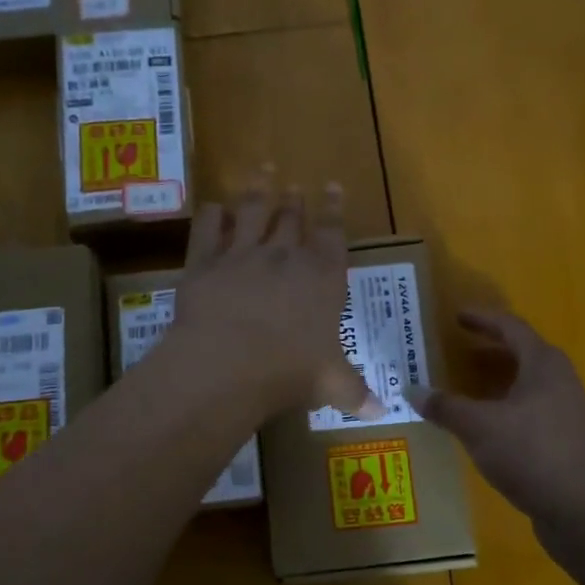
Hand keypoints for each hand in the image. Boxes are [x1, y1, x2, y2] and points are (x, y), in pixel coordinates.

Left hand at [170, 170, 384, 419]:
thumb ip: (355, 393)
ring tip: (263, 171)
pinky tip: (214, 206)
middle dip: (295, 199)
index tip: (333, 186)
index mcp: (322, 277)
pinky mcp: (204, 263)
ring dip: (258, 190)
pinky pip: (208, 229)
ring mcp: (242, 254)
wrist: (228, 362)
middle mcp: (284, 256)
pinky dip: (212, 215)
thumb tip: (381, 413)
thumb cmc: (290, 371)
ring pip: (252, 211)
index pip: (332, 234)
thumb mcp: (331, 385)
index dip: (334, 209)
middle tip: (295, 185)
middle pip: (291, 218)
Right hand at [410, 310, 584, 529]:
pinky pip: (530, 410)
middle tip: (458, 348)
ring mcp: (567, 411)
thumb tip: (412, 391)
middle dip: (490, 349)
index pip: (511, 327)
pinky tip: (486, 426)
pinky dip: (505, 408)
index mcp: (543, 364)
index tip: (457, 316)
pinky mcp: (566, 440)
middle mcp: (560, 380)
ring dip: (497, 381)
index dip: (482, 319)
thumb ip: (446, 407)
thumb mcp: (479, 427)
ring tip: (466, 387)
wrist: (584, 508)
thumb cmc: (531, 453)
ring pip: (527, 384)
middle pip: (522, 353)